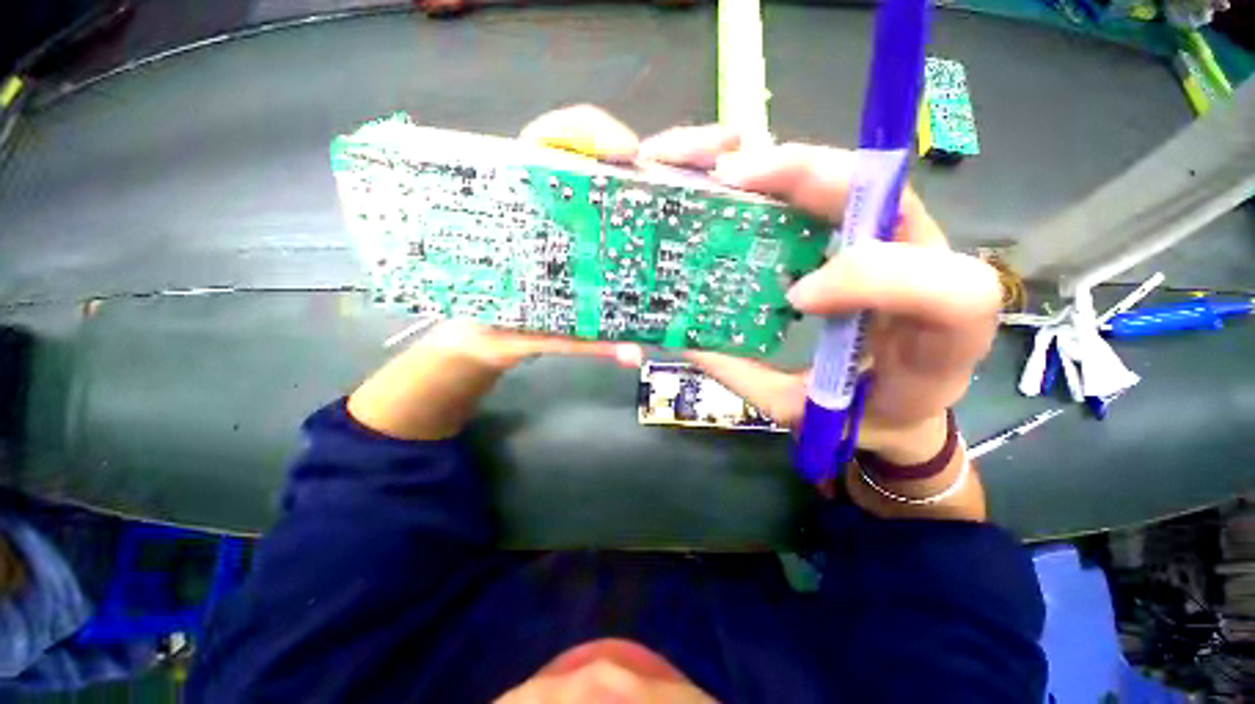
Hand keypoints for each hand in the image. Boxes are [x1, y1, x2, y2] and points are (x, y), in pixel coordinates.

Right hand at [641, 136, 1001, 463]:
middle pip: (901, 203)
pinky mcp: (882, 238)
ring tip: (740, 173)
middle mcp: (938, 278)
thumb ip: (746, 376)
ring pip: (873, 184)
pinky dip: (801, 184)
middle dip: (819, 180)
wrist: (901, 412)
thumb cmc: (861, 417)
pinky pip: (848, 194)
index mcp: (941, 346)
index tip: (796, 299)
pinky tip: (757, 190)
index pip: (945, 291)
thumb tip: (685, 339)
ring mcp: (913, 248)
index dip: (869, 280)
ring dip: (803, 170)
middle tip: (742, 177)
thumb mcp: (801, 409)